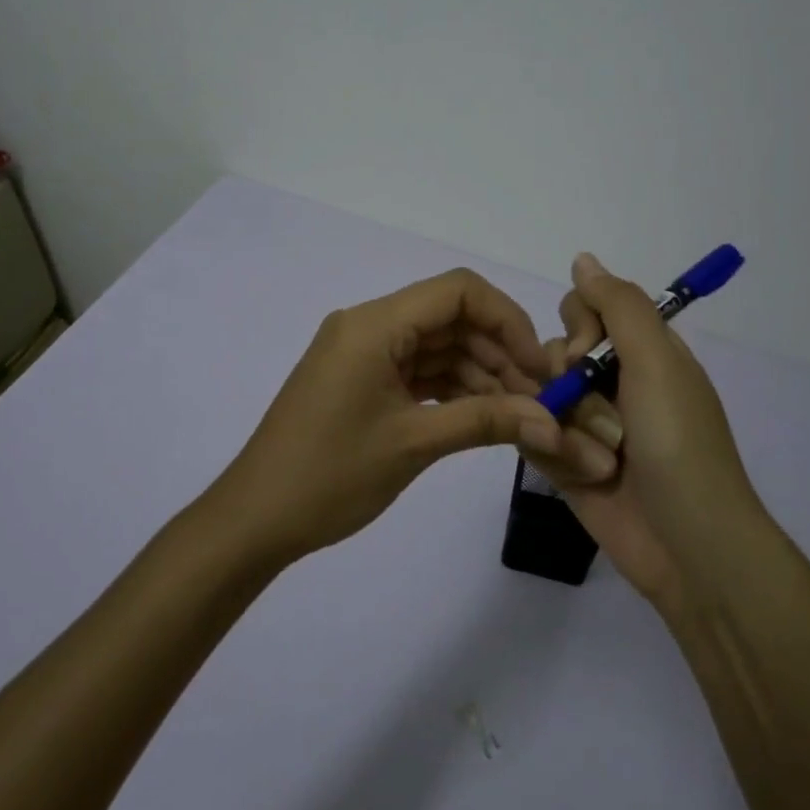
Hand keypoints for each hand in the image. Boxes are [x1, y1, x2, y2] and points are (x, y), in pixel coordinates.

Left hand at [219, 269, 573, 562]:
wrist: (256, 518)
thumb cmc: (330, 475)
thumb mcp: (414, 443)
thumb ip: (486, 421)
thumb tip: (553, 422)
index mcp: (374, 324)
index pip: (457, 291)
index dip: (508, 320)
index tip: (540, 366)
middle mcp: (368, 325)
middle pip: (450, 317)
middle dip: (499, 352)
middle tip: (539, 399)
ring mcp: (363, 353)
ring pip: (437, 346)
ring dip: (479, 373)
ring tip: (519, 415)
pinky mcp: (361, 379)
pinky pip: (417, 370)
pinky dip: (451, 388)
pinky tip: (484, 415)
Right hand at [519, 254, 756, 615]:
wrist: (688, 546)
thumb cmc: (678, 445)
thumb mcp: (658, 362)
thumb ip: (619, 305)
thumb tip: (582, 258)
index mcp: (642, 353)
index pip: (586, 308)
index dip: (578, 326)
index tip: (587, 354)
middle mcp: (613, 382)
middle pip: (555, 351)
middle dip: (567, 383)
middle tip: (602, 419)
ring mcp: (587, 424)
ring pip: (538, 394)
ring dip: (565, 426)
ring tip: (599, 462)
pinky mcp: (566, 461)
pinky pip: (532, 435)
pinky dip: (552, 452)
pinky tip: (580, 475)